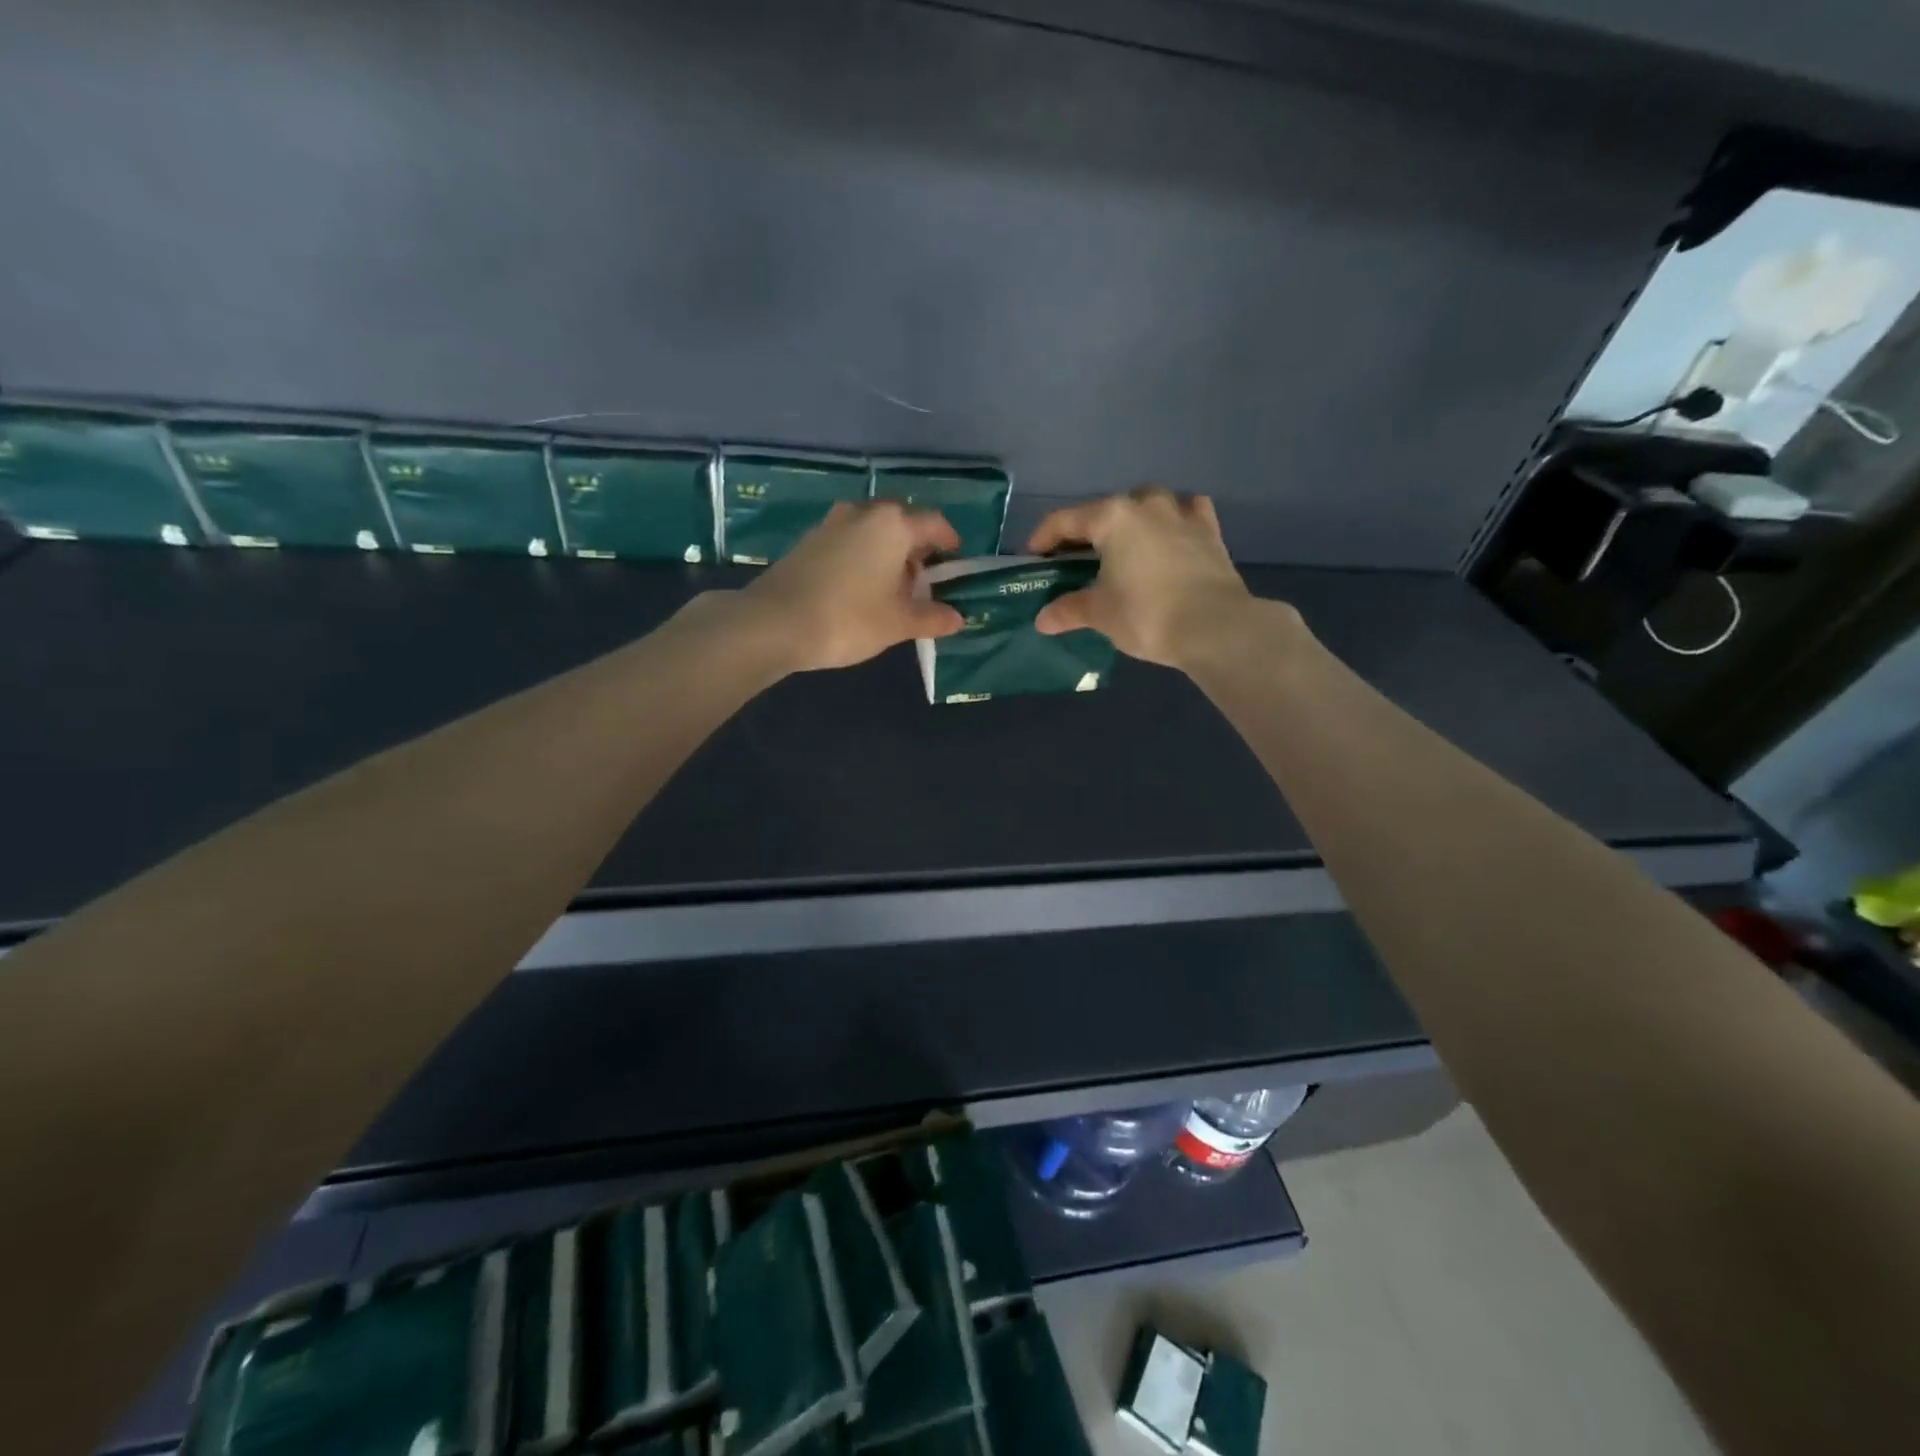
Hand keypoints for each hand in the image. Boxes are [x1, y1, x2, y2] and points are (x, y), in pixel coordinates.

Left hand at [741, 501, 964, 670]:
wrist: (774, 623)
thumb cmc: (849, 618)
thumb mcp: (898, 623)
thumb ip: (932, 617)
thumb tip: (957, 618)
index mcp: (893, 524)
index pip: (934, 523)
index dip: (950, 542)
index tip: (955, 561)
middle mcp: (863, 513)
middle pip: (901, 522)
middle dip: (917, 547)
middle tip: (924, 579)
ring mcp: (831, 523)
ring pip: (872, 530)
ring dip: (888, 552)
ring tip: (892, 587)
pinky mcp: (808, 540)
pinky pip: (849, 540)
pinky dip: (863, 556)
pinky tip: (860, 588)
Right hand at [1028, 486, 1266, 668]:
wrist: (1216, 627)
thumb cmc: (1147, 614)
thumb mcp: (1100, 614)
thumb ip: (1069, 610)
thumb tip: (1043, 619)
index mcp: (1112, 517)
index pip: (1065, 520)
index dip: (1043, 538)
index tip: (1032, 557)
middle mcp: (1146, 504)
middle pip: (1106, 510)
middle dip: (1087, 531)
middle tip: (1076, 559)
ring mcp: (1183, 514)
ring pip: (1149, 503)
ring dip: (1132, 519)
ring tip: (1124, 545)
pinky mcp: (1210, 532)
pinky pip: (1187, 513)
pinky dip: (1174, 520)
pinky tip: (1171, 535)